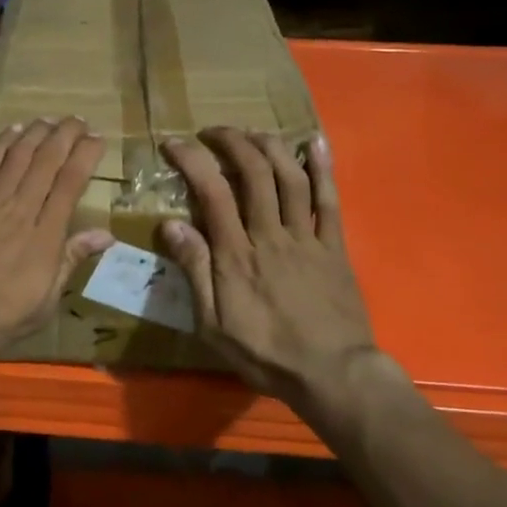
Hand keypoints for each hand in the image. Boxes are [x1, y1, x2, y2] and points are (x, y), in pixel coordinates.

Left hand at [0, 118, 114, 364]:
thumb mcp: (42, 304)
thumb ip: (71, 262)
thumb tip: (106, 234)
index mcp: (45, 236)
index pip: (71, 183)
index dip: (86, 156)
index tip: (97, 139)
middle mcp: (20, 209)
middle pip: (47, 162)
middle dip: (66, 136)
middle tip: (79, 120)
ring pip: (18, 156)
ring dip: (37, 134)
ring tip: (50, 119)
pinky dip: (2, 144)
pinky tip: (13, 132)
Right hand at [160, 128, 386, 410]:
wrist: (334, 375)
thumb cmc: (267, 354)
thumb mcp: (214, 325)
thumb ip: (194, 271)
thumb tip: (170, 224)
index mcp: (237, 254)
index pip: (212, 191)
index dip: (192, 160)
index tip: (174, 143)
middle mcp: (271, 234)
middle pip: (254, 172)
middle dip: (232, 142)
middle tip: (213, 131)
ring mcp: (307, 237)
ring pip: (291, 177)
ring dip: (271, 146)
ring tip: (252, 131)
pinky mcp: (335, 245)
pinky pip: (329, 200)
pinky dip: (323, 168)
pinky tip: (315, 142)